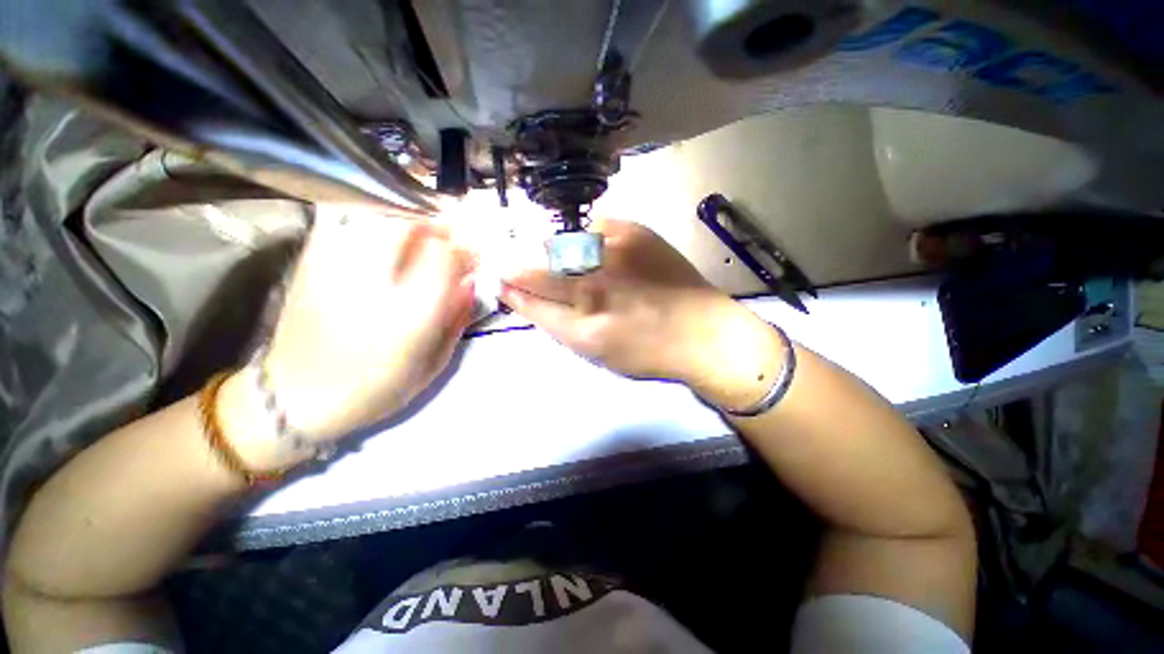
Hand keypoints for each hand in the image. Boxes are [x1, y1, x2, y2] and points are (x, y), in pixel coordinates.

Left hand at [220, 208, 475, 465]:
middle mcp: (372, 282)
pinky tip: (383, 241)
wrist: (295, 398)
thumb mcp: (435, 362)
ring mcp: (335, 266)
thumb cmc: (377, 388)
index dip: (466, 250)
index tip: (475, 256)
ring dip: (410, 223)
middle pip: (410, 225)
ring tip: (420, 239)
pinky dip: (374, 223)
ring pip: (379, 218)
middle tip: (449, 240)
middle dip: (438, 226)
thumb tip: (471, 281)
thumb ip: (458, 317)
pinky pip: (348, 222)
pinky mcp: (311, 261)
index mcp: (410, 314)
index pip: (446, 256)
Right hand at [500, 219, 776, 398]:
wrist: (701, 332)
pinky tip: (600, 251)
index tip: (499, 278)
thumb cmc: (646, 352)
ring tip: (563, 260)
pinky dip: (588, 238)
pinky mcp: (636, 233)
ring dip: (550, 251)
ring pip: (560, 244)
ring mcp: (614, 254)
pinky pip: (595, 226)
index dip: (508, 286)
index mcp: (583, 327)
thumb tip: (525, 296)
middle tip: (513, 262)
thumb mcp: (595, 352)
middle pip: (535, 267)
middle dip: (516, 263)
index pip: (527, 298)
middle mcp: (593, 287)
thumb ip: (557, 324)